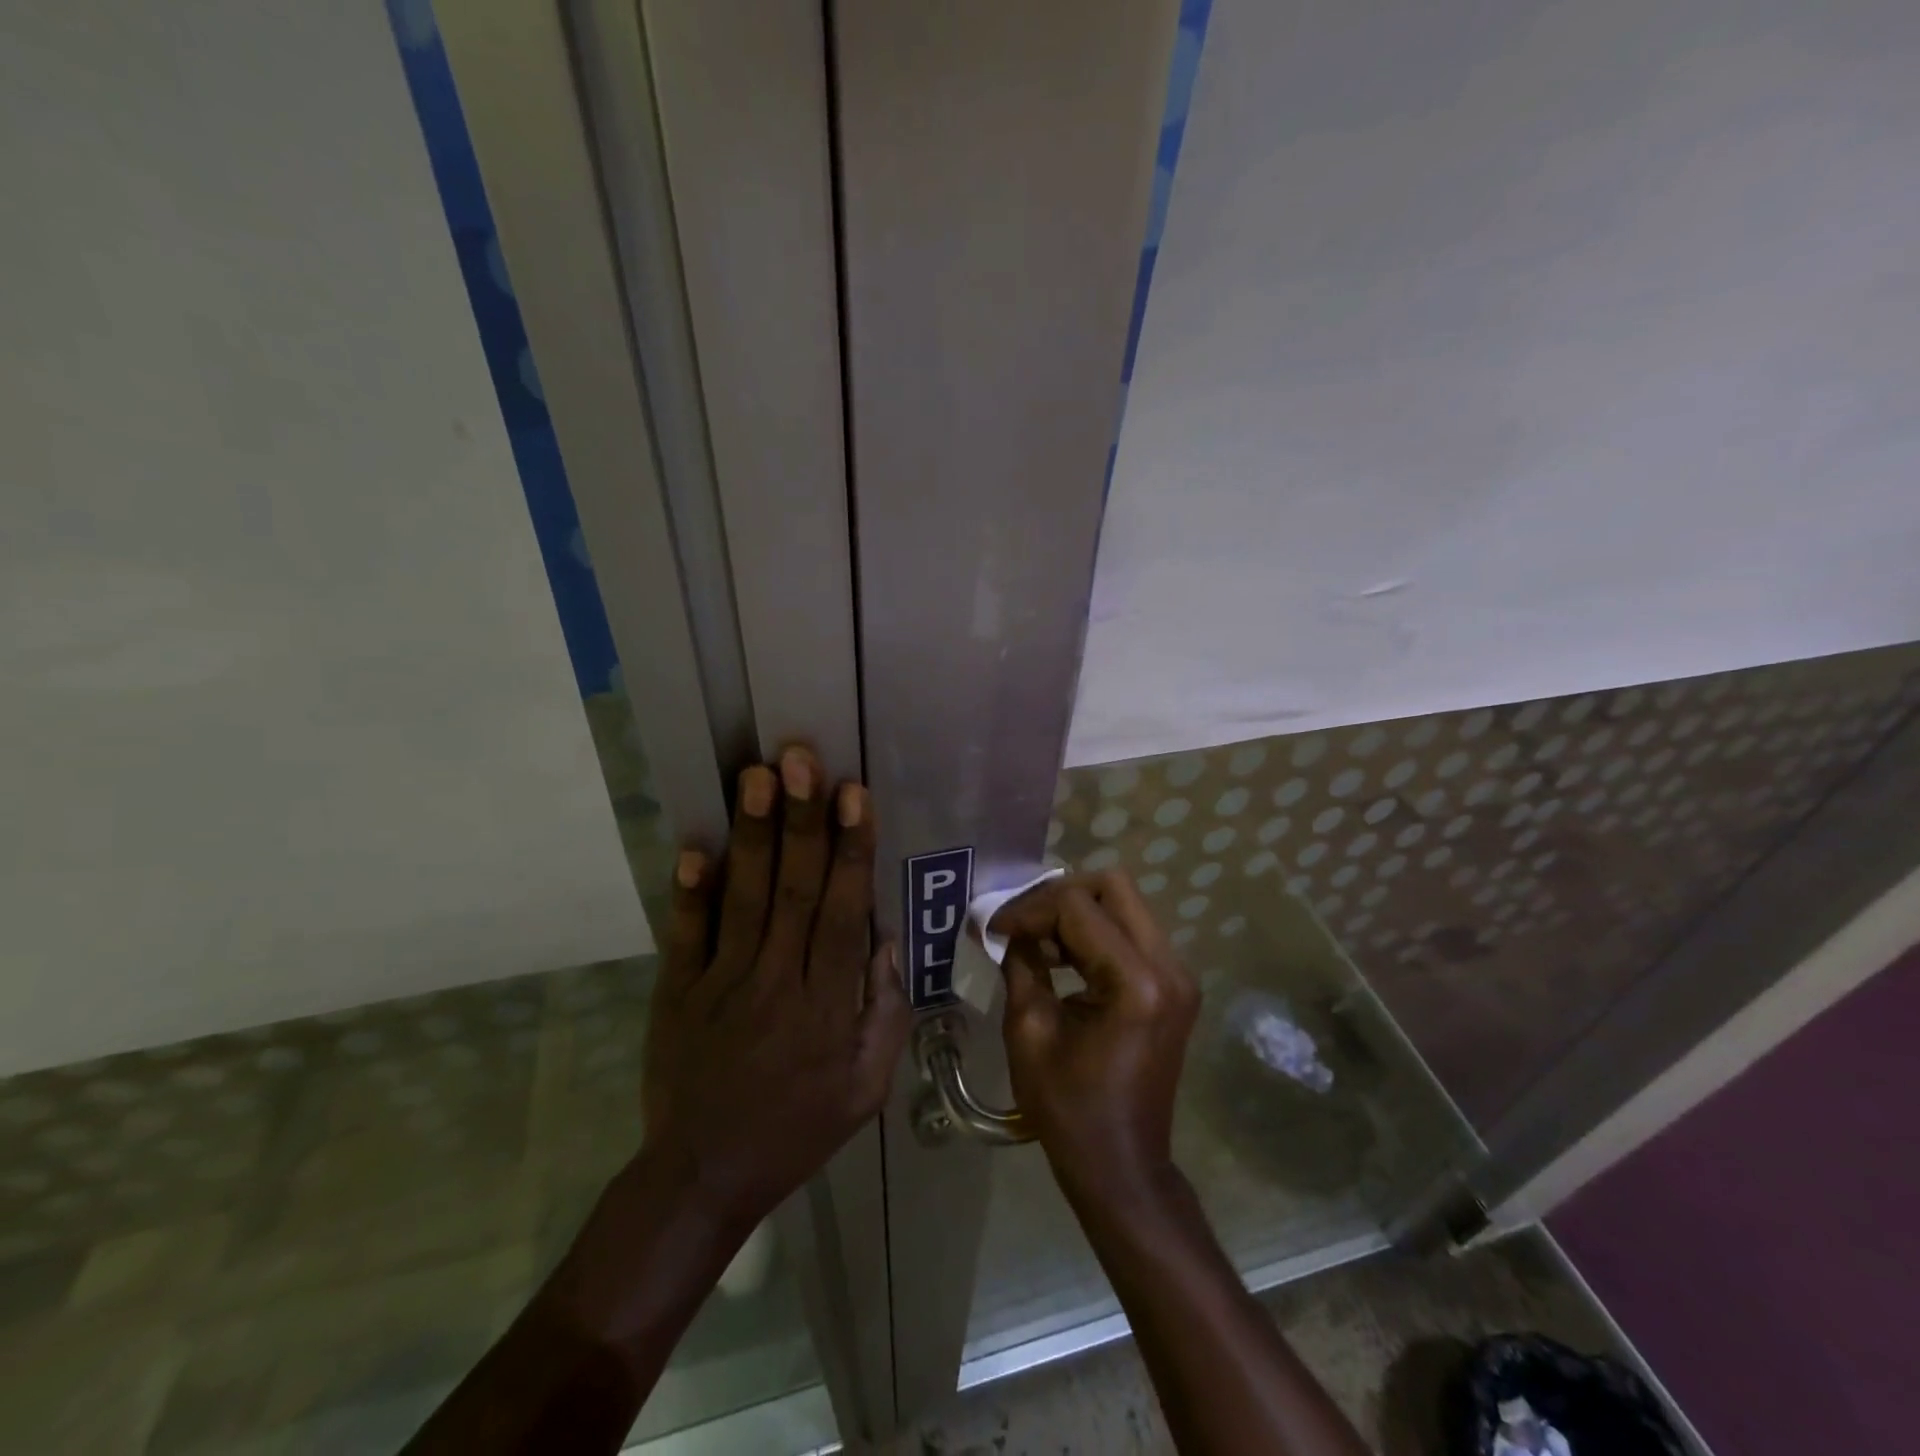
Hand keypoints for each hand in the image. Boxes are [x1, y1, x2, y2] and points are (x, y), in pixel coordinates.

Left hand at [642, 747, 908, 1231]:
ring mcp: (720, 984)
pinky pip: (685, 935)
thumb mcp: (867, 1087)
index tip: (854, 795)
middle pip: (794, 891)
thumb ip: (884, 1012)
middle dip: (801, 821)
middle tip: (801, 760)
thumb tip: (883, 939)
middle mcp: (776, 982)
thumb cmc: (798, 1128)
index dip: (850, 850)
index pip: (843, 913)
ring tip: (757, 776)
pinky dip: (689, 892)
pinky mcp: (677, 992)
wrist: (704, 1177)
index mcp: (826, 1005)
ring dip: (753, 835)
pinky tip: (694, 847)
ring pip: (744, 899)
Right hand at [987, 871, 1199, 1203]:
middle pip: (1113, 886)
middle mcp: (1169, 966)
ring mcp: (1178, 974)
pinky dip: (1094, 931)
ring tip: (1036, 941)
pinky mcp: (1174, 984)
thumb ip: (1021, 963)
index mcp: (1136, 983)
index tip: (995, 929)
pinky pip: (1132, 931)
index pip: (1078, 907)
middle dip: (1059, 895)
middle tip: (1022, 923)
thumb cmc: (1069, 1109)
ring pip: (1125, 903)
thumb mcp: (1029, 1031)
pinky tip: (1062, 956)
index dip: (1029, 909)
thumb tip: (1006, 926)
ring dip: (1077, 912)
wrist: (1122, 1166)